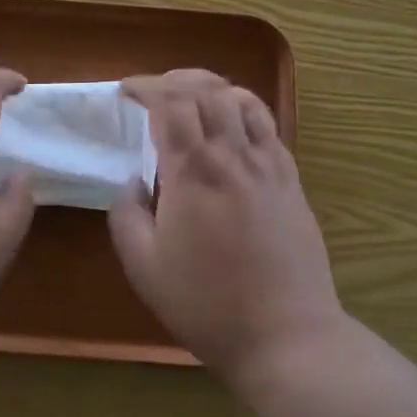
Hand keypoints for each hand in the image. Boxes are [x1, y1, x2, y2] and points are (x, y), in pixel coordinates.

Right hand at [108, 70, 341, 380]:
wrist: (287, 336)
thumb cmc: (207, 304)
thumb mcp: (144, 268)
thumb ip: (126, 215)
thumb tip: (133, 183)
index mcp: (192, 172)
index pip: (169, 102)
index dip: (145, 86)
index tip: (125, 91)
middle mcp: (232, 155)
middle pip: (206, 89)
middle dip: (174, 79)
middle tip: (153, 92)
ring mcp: (268, 164)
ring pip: (241, 98)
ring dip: (211, 87)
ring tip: (192, 98)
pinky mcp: (291, 179)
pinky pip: (268, 124)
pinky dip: (243, 108)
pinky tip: (231, 125)